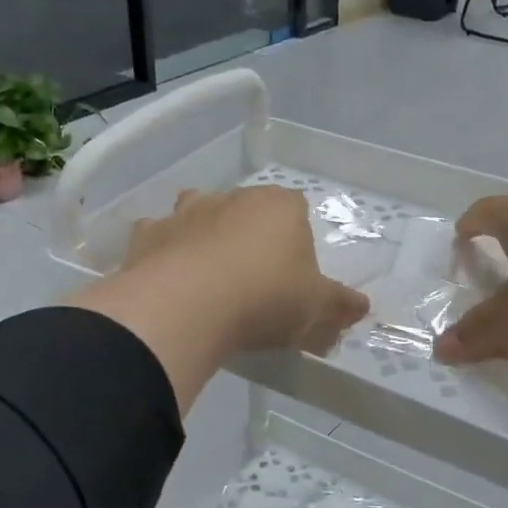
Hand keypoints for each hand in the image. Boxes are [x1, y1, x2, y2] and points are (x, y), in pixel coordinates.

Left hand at [125, 187, 369, 354]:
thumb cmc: (265, 298)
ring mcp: (185, 212)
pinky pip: (158, 239)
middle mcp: (232, 198)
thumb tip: (361, 307)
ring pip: (198, 214)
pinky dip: (163, 254)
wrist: (187, 306)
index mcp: (280, 206)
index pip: (296, 210)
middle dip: (250, 237)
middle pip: (246, 210)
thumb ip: (340, 306)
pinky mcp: (147, 235)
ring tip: (207, 279)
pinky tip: (167, 282)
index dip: (296, 241)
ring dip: (203, 236)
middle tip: (253, 282)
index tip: (293, 276)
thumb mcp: (315, 309)